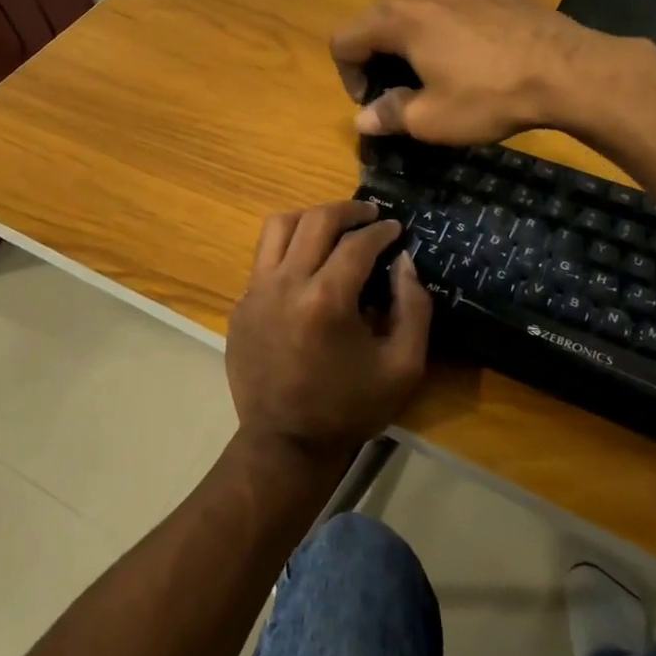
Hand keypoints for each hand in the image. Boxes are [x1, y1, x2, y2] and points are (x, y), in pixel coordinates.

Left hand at [227, 200, 432, 464]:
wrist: (285, 445)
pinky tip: (307, 266)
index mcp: (326, 300)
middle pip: (315, 221)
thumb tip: (404, 260)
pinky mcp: (241, 305)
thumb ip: (414, 307)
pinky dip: (289, 249)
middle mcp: (285, 284)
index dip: (381, 231)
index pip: (356, 243)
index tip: (396, 229)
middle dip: (348, 210)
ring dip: (310, 218)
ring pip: (278, 227)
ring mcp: (256, 292)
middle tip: (369, 214)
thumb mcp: (403, 366)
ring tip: (333, 226)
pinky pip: (264, 259)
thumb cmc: (350, 408)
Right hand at [329, 0, 602, 145]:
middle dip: (377, 56)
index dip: (346, 75)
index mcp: (399, 19)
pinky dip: (451, 27)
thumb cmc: (490, 97)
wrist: (569, 71)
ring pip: (419, 7)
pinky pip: (457, 3)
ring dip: (413, 38)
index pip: (343, 39)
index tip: (374, 103)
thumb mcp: (432, 120)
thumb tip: (363, 118)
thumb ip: (389, 115)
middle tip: (400, 90)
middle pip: (378, 18)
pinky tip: (478, 54)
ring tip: (438, 70)